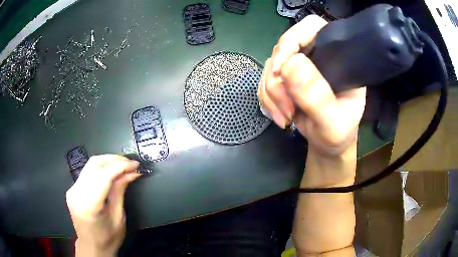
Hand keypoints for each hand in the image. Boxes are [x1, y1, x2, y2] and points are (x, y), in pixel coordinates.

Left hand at [66, 155, 140, 256]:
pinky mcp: (72, 189)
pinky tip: (111, 172)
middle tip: (130, 163)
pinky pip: (87, 172)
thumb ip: (120, 192)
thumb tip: (130, 173)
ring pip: (90, 165)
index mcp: (89, 205)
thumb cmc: (108, 239)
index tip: (135, 165)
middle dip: (114, 159)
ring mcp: (72, 190)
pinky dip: (101, 169)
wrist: (91, 247)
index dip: (120, 166)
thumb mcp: (118, 218)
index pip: (104, 176)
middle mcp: (76, 193)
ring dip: (108, 162)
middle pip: (94, 164)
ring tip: (123, 166)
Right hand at [258, 15, 365, 156]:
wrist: (328, 144)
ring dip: (272, 95)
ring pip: (270, 67)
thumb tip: (290, 64)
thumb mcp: (333, 121)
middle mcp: (316, 55)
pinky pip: (264, 82)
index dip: (292, 41)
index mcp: (337, 56)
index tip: (280, 69)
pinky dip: (267, 100)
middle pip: (283, 48)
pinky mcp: (286, 79)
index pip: (311, 28)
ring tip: (286, 117)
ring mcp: (299, 67)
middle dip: (278, 81)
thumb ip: (317, 96)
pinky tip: (281, 116)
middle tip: (287, 108)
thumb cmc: (339, 133)